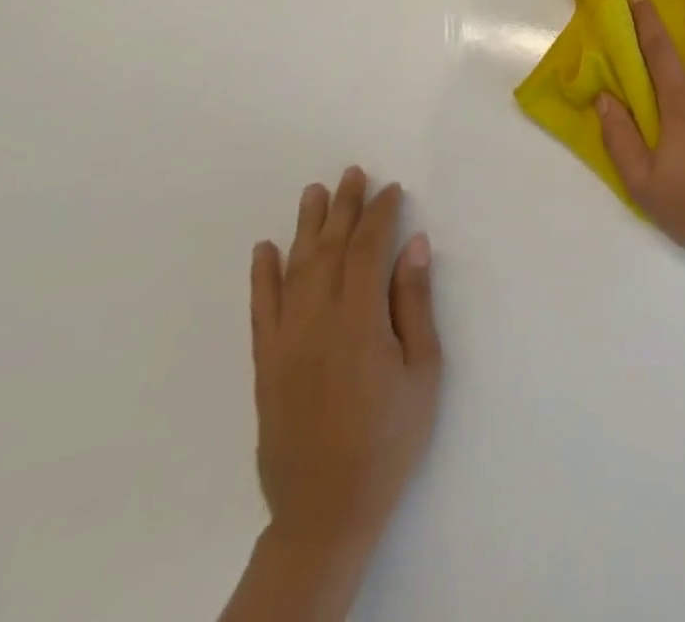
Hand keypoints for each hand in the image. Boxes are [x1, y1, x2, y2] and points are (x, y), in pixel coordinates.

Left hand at [249, 168, 442, 563]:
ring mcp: (285, 344)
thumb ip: (414, 304)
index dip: (379, 215)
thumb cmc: (390, 438)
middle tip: (352, 173)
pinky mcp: (266, 366)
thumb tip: (414, 245)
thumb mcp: (423, 371)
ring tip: (314, 192)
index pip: (366, 250)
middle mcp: (316, 323)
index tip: (392, 190)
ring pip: (293, 271)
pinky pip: (261, 310)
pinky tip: (264, 249)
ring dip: (305, 228)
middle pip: (328, 250)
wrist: (327, 511)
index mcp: (359, 323)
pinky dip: (261, 276)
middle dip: (342, 208)